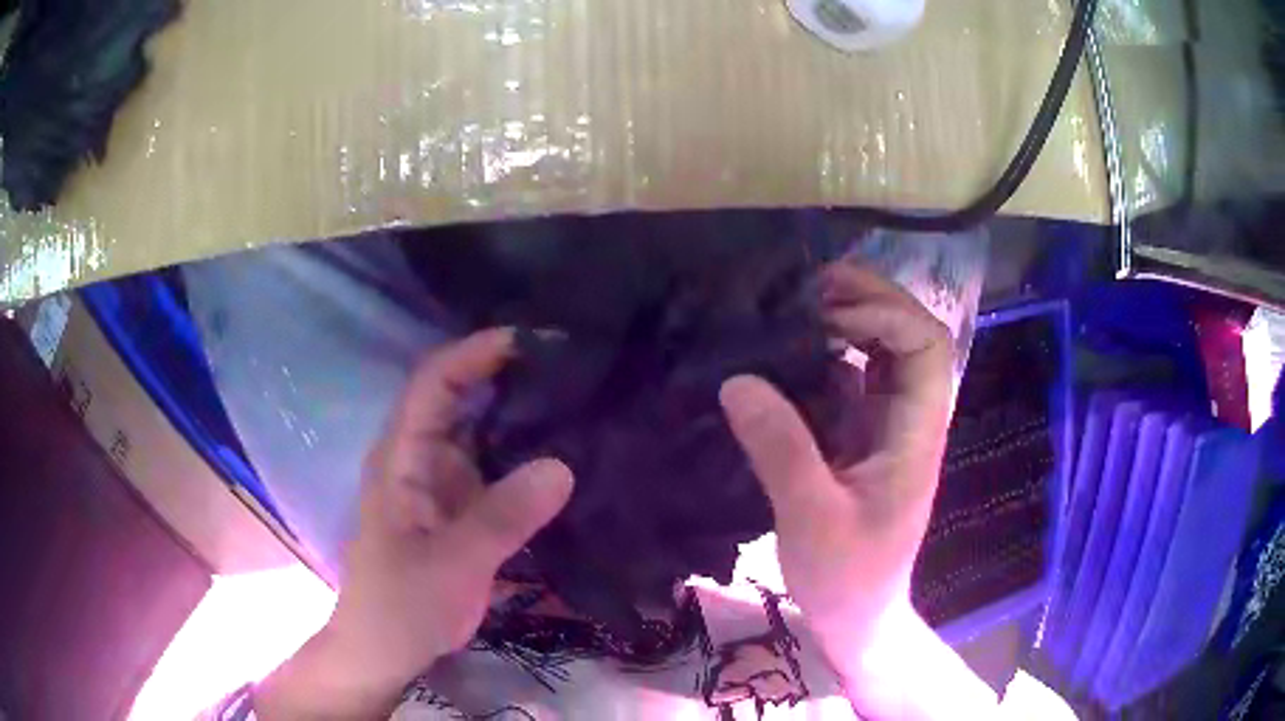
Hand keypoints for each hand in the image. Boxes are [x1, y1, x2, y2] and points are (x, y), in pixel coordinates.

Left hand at [257, 329, 573, 719]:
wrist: (386, 651)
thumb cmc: (402, 605)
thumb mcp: (452, 564)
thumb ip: (503, 517)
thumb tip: (563, 465)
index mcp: (403, 457)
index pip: (434, 383)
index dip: (475, 354)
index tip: (532, 342)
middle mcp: (421, 459)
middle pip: (463, 400)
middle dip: (509, 380)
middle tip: (574, 372)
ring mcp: (442, 486)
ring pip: (483, 437)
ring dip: (523, 421)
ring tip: (583, 407)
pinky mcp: (461, 512)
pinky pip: (497, 474)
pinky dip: (526, 462)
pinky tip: (566, 462)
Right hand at [721, 263, 991, 718]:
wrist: (857, 617)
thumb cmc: (847, 577)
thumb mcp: (811, 518)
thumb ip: (781, 449)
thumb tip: (737, 379)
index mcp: (917, 432)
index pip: (927, 346)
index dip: (886, 314)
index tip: (828, 314)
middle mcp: (910, 419)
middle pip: (910, 336)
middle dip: (868, 301)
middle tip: (808, 287)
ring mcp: (887, 428)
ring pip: (882, 354)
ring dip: (847, 323)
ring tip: (793, 307)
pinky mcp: (862, 440)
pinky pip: (851, 382)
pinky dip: (824, 358)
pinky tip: (785, 354)